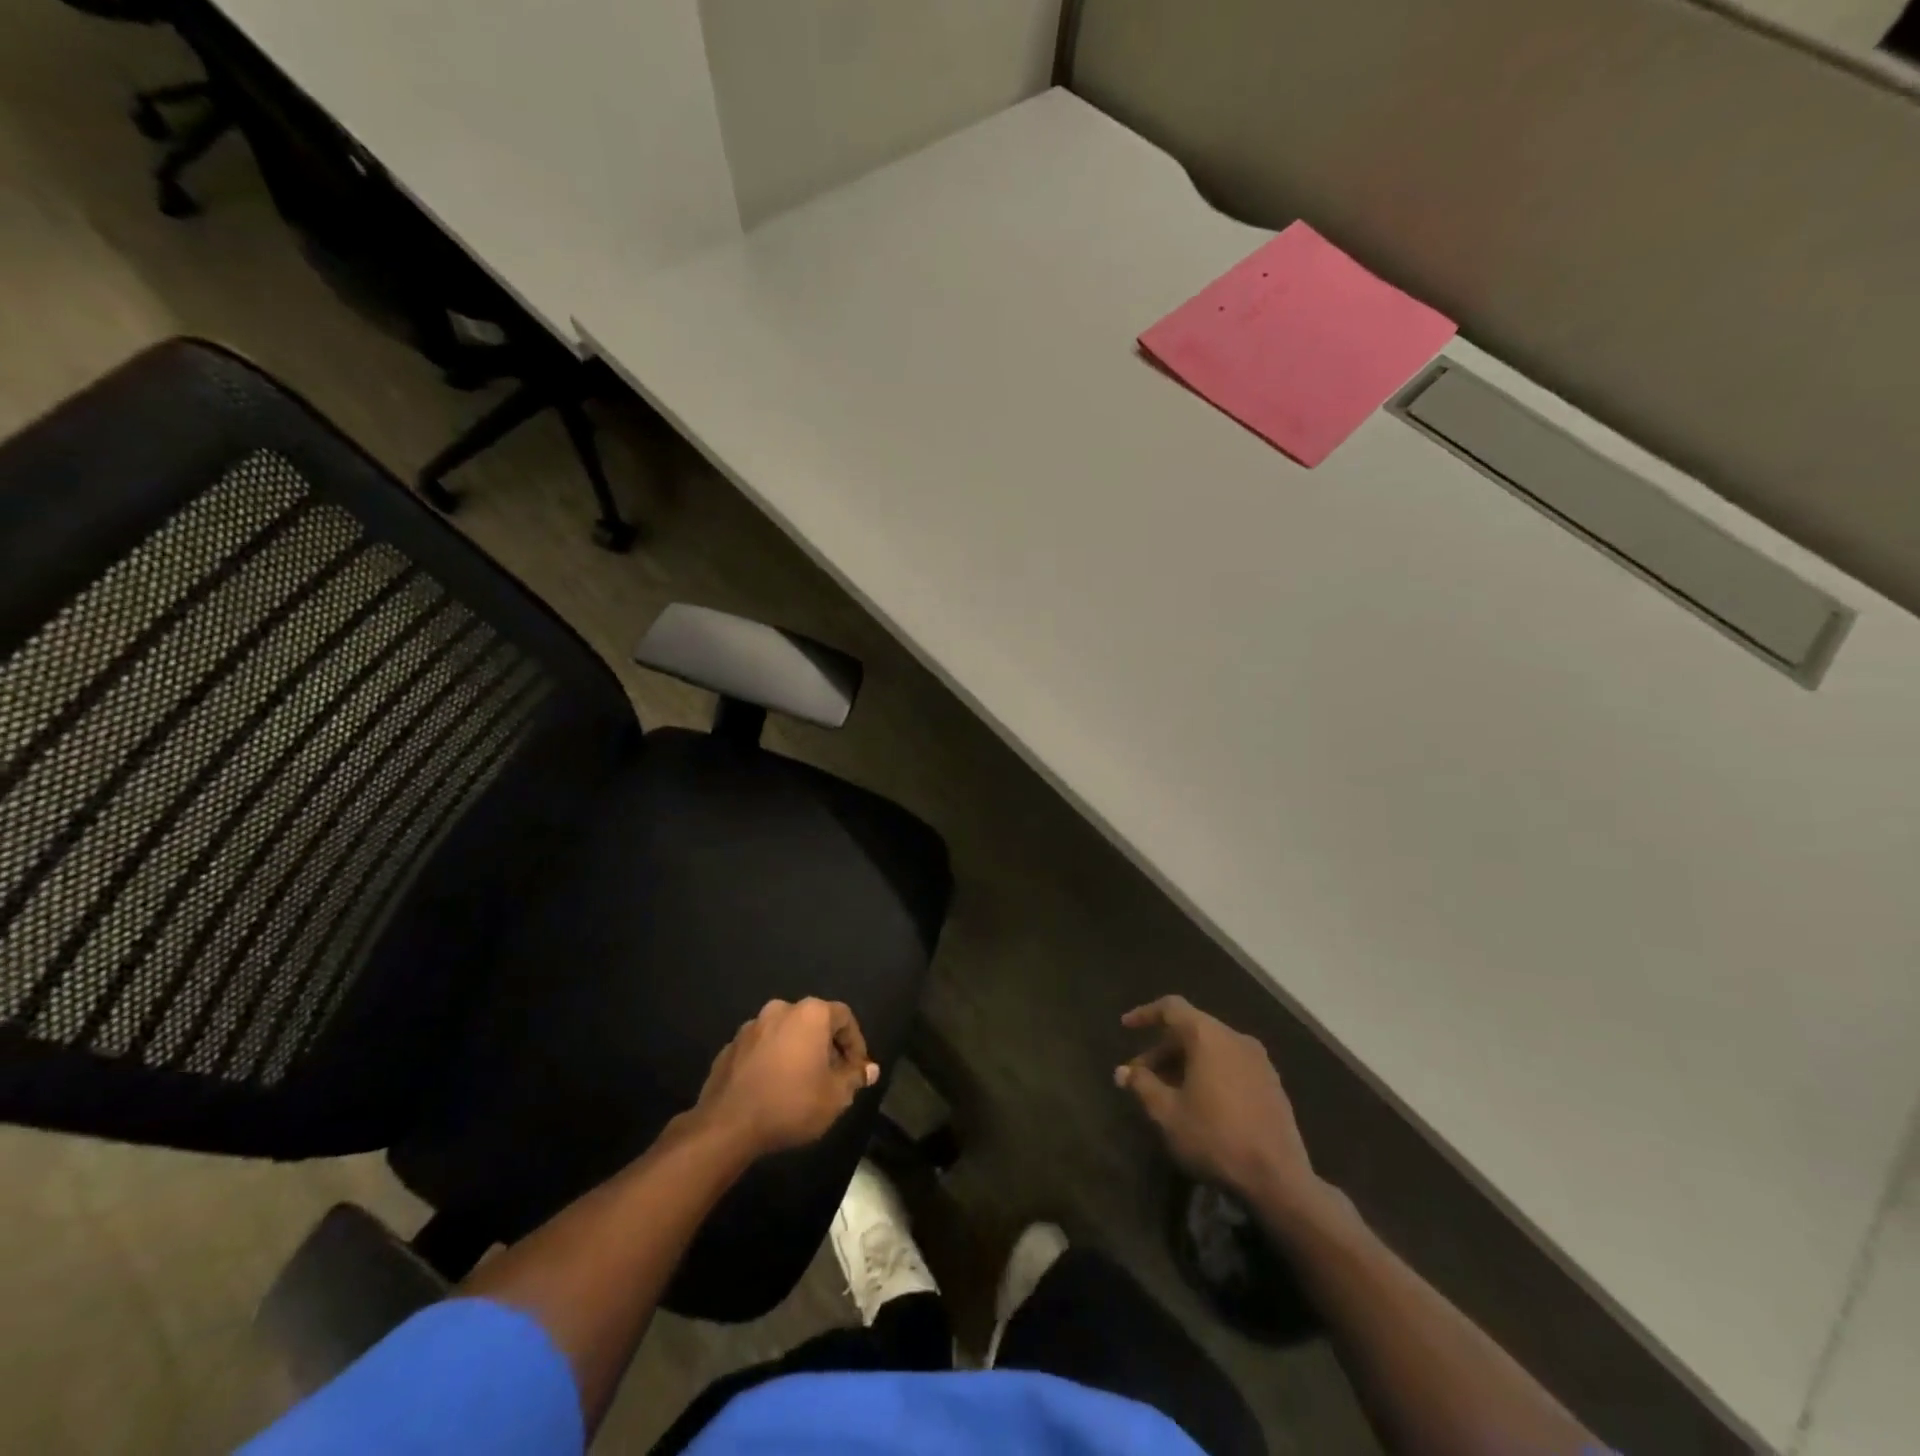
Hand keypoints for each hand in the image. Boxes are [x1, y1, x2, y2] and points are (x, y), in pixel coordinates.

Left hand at [693, 998, 878, 1156]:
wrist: (727, 1125)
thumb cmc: (791, 1104)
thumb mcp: (835, 1097)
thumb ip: (854, 1077)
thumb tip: (869, 1069)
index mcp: (810, 1014)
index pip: (844, 1017)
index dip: (855, 1043)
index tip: (857, 1070)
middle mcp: (780, 1010)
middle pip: (813, 1022)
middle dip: (826, 1046)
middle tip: (832, 1076)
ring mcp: (751, 1027)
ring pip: (785, 1033)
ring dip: (797, 1052)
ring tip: (801, 1083)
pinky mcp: (730, 1047)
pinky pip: (761, 1048)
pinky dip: (772, 1061)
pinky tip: (772, 1088)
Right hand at [1116, 996, 1321, 1212]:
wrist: (1279, 1179)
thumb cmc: (1215, 1138)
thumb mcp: (1168, 1114)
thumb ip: (1142, 1085)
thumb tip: (1123, 1072)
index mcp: (1209, 1036)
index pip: (1171, 1008)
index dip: (1145, 1014)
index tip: (1126, 1027)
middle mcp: (1235, 1038)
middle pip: (1191, 1030)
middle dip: (1162, 1050)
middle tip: (1142, 1076)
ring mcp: (1258, 1060)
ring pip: (1211, 1048)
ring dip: (1185, 1063)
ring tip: (1167, 1092)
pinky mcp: (1271, 1082)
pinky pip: (1231, 1063)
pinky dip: (1209, 1071)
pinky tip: (1200, 1101)